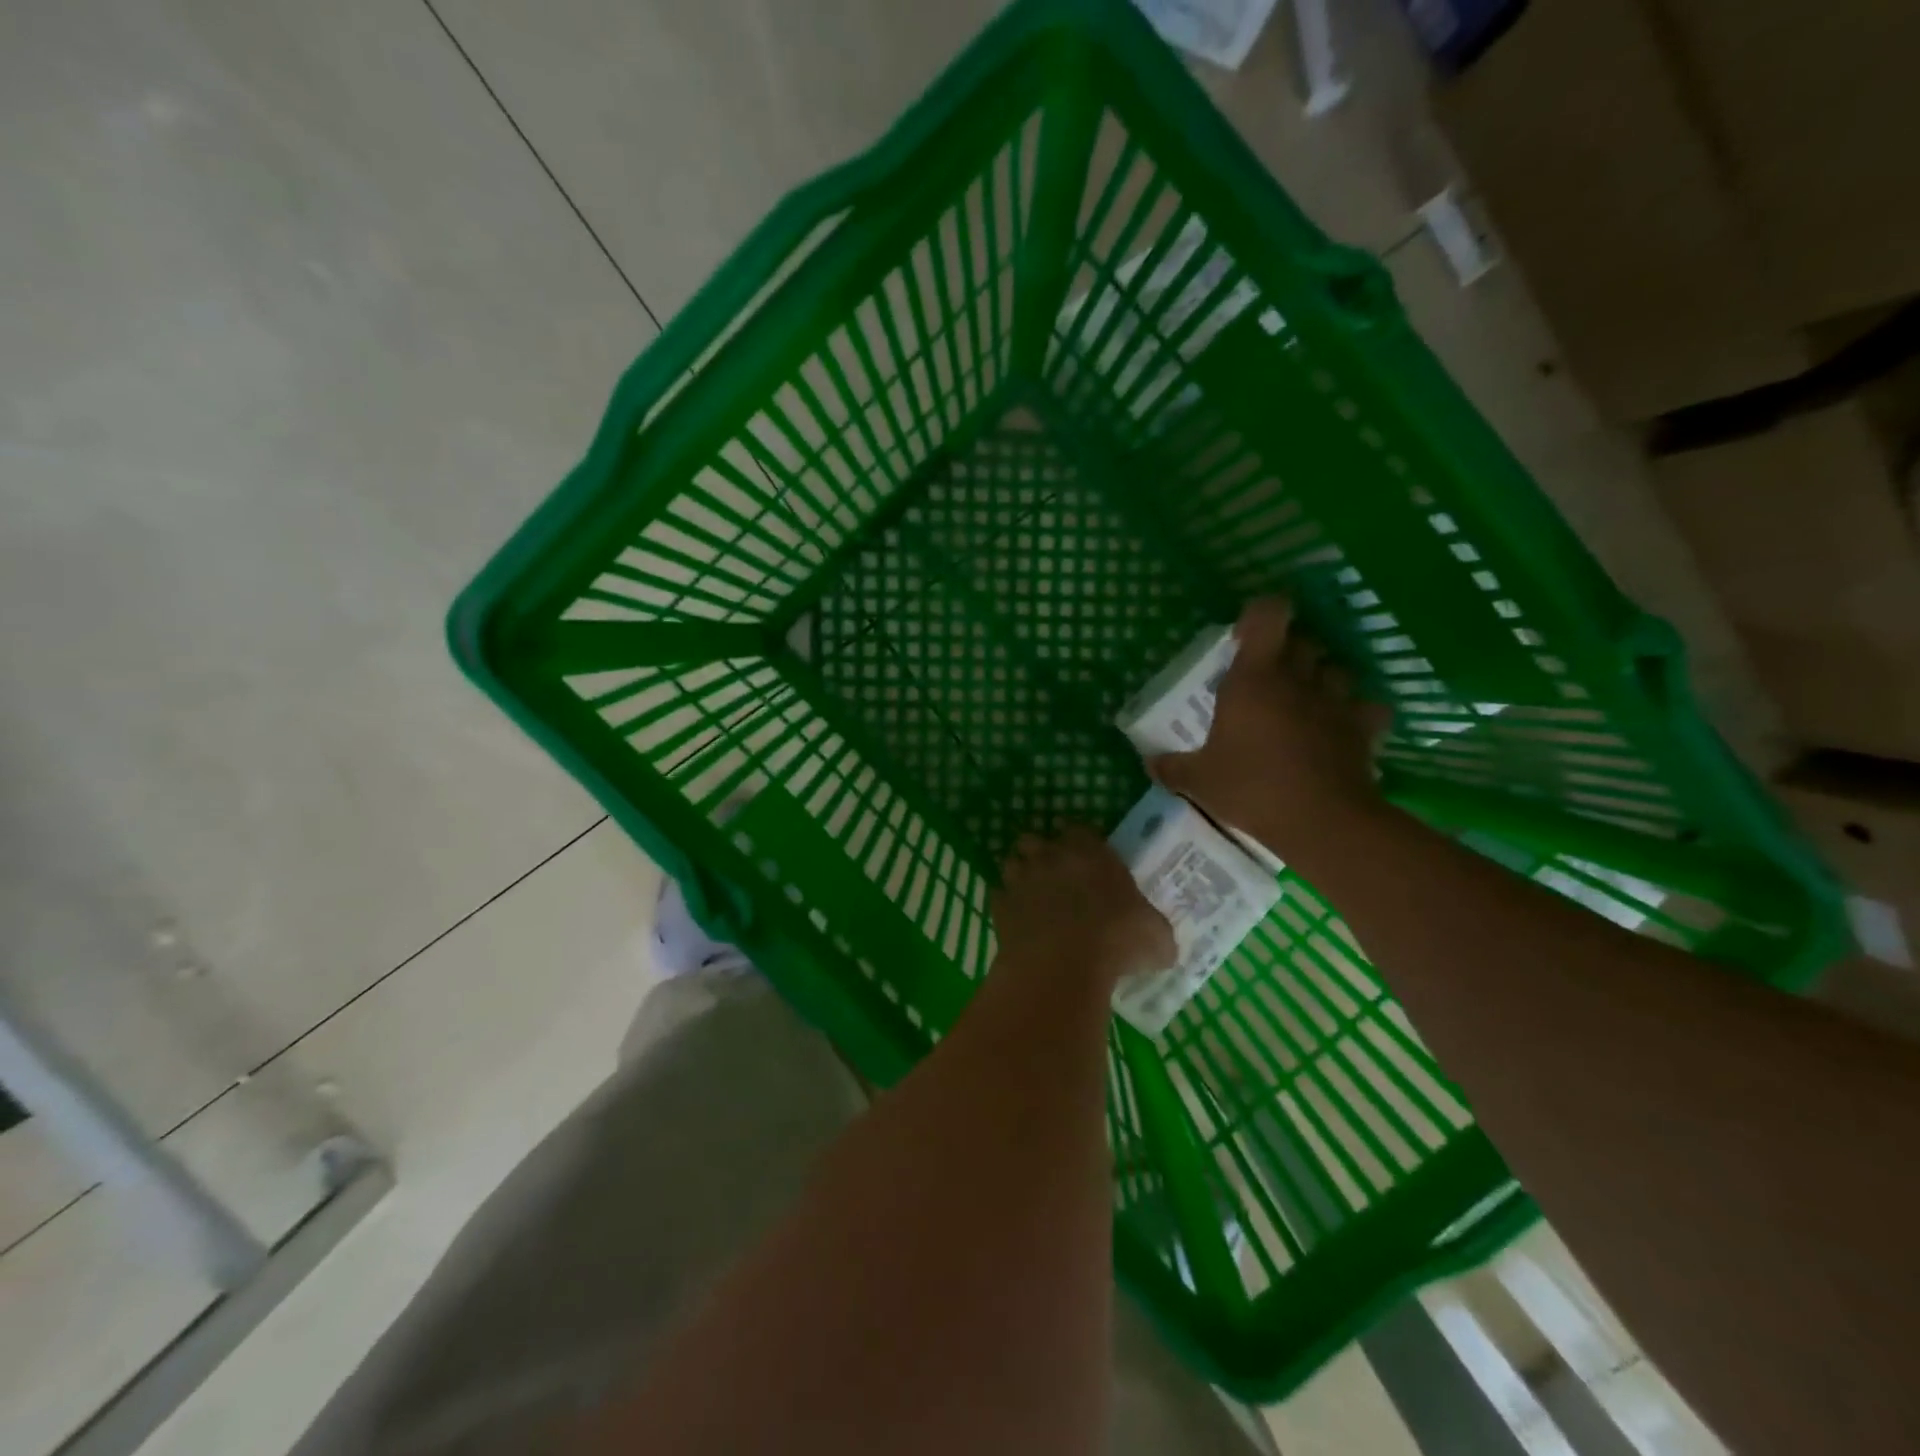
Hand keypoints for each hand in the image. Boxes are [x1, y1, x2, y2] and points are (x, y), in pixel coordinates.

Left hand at [991, 826, 1175, 990]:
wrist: (1063, 963)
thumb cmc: (1117, 939)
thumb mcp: (1156, 938)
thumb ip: (1155, 932)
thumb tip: (1162, 946)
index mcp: (1090, 853)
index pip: (1079, 830)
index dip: (1079, 842)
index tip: (1085, 858)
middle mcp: (1051, 857)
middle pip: (1035, 840)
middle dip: (1040, 853)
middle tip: (1053, 876)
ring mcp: (1021, 879)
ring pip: (1012, 864)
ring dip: (1020, 876)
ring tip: (1032, 896)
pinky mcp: (1000, 905)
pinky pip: (1000, 897)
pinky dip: (1007, 906)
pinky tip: (1019, 922)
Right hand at [1149, 597, 1391, 857]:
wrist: (1322, 822)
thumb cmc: (1253, 789)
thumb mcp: (1198, 781)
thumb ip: (1172, 767)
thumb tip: (1150, 762)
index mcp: (1254, 678)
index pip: (1268, 614)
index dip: (1258, 615)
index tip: (1243, 638)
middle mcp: (1298, 678)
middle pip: (1304, 639)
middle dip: (1289, 650)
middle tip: (1270, 676)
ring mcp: (1336, 701)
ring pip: (1337, 668)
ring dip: (1322, 677)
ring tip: (1306, 701)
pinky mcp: (1365, 728)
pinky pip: (1368, 707)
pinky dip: (1358, 713)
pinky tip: (1343, 729)